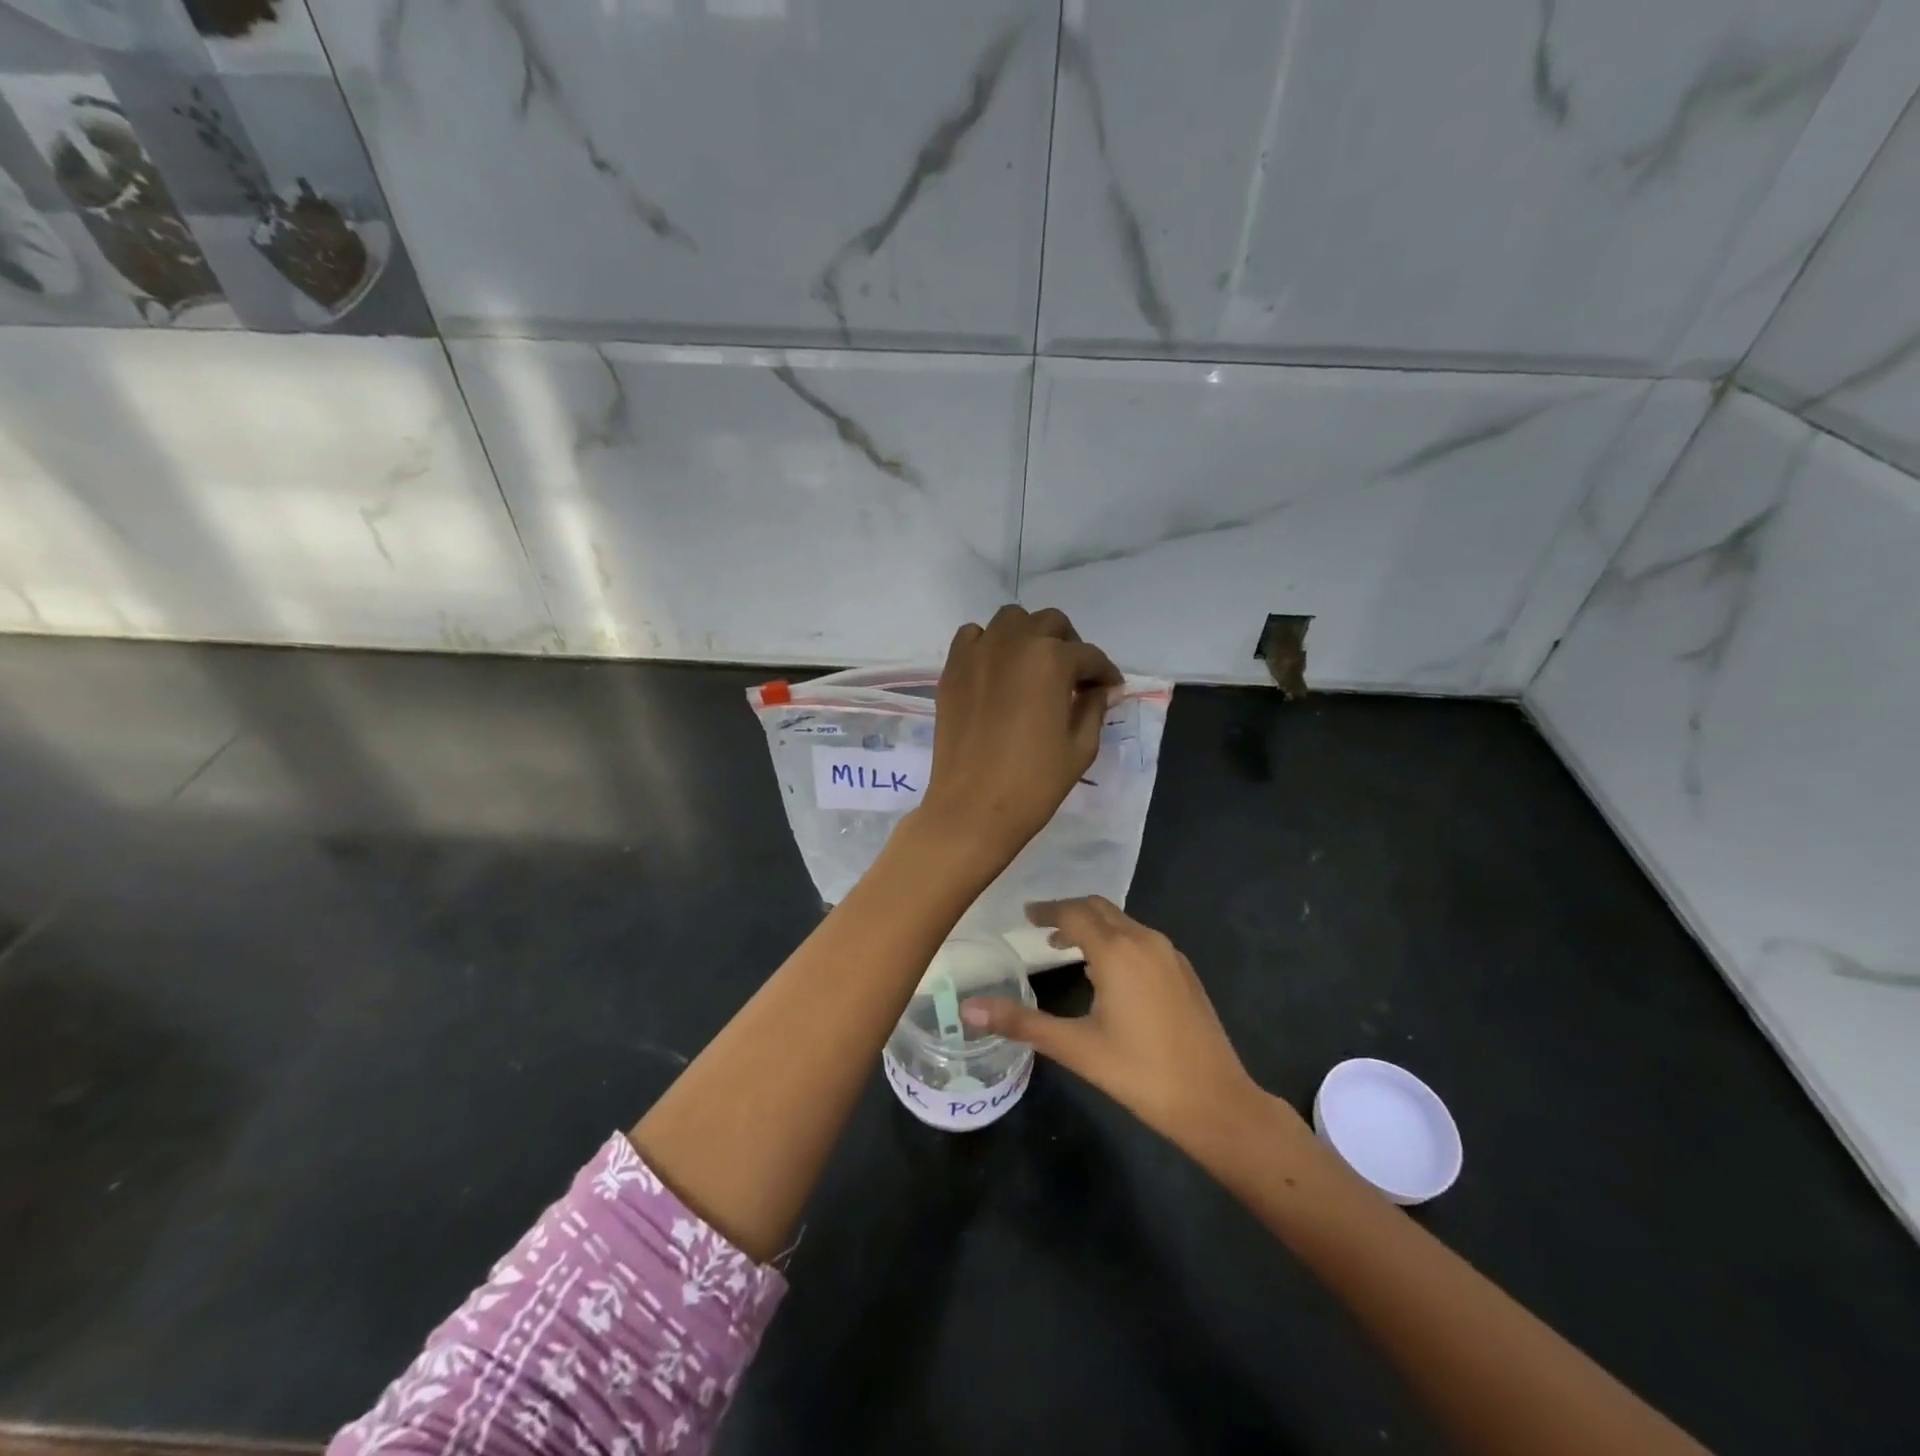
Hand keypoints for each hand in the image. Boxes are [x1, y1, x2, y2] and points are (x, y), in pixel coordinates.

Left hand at [916, 605, 1120, 869]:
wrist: (972, 808)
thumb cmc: (1034, 782)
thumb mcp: (1080, 746)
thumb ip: (1094, 707)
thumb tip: (1101, 689)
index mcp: (1052, 660)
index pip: (1089, 656)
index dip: (1105, 673)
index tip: (1110, 688)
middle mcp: (1014, 643)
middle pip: (1051, 623)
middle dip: (1069, 645)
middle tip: (1074, 677)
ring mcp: (978, 653)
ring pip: (1010, 620)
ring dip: (1029, 636)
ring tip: (1034, 667)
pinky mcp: (952, 670)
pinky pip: (972, 637)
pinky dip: (988, 644)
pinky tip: (997, 670)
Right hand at [962, 897, 1277, 1149]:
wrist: (1214, 1100)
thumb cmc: (1139, 1072)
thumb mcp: (1075, 1048)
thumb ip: (1021, 1023)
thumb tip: (969, 1010)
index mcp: (1116, 951)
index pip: (1073, 913)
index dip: (1046, 910)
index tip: (1025, 914)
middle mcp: (1144, 940)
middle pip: (1099, 909)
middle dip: (1069, 912)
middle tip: (1041, 926)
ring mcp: (1169, 954)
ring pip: (1123, 923)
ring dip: (1094, 926)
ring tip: (1067, 947)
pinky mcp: (1184, 971)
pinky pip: (1142, 939)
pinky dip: (1117, 941)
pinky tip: (1109, 972)